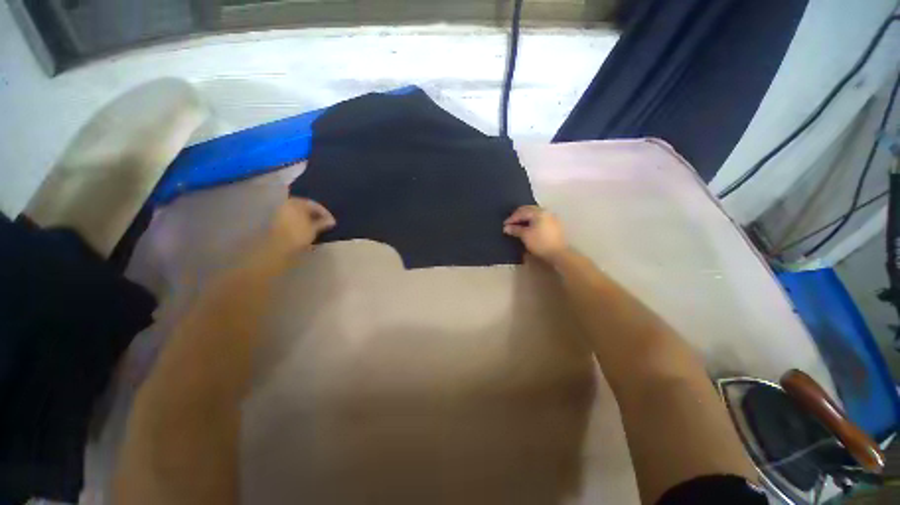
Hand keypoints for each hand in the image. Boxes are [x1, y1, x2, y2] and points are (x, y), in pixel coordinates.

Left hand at [248, 198, 335, 269]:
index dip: (325, 213)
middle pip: (305, 208)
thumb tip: (331, 221)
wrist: (277, 247)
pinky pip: (293, 219)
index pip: (314, 204)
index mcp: (296, 203)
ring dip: (309, 220)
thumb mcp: (314, 228)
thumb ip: (323, 223)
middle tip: (325, 223)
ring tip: (318, 227)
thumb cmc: (298, 234)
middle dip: (316, 216)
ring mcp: (280, 213)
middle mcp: (287, 204)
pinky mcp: (277, 222)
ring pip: (299, 214)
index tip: (332, 221)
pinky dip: (301, 223)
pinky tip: (307, 230)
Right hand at [503, 205, 568, 262]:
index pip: (521, 212)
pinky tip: (528, 228)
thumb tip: (506, 228)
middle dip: (518, 216)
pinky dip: (532, 221)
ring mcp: (551, 217)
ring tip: (518, 226)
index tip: (505, 225)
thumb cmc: (540, 243)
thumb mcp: (525, 236)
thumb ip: (515, 230)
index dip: (512, 218)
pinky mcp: (554, 224)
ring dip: (525, 218)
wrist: (558, 253)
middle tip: (510, 224)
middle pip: (528, 210)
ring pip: (534, 214)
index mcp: (538, 212)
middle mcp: (545, 211)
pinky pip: (539, 219)